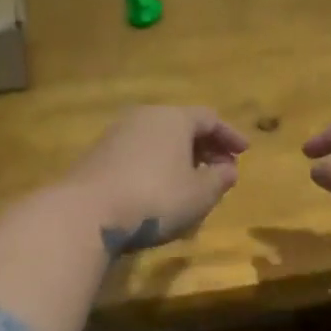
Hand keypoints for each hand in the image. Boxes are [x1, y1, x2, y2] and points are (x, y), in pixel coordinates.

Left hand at [60, 106, 249, 253]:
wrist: (86, 212)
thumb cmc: (155, 198)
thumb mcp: (199, 194)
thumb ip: (220, 179)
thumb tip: (228, 169)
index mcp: (173, 118)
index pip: (210, 118)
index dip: (230, 136)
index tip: (244, 153)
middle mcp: (144, 117)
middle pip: (182, 126)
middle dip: (205, 147)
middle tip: (220, 169)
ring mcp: (116, 134)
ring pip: (158, 140)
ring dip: (179, 158)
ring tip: (192, 183)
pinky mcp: (97, 156)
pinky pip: (138, 154)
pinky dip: (156, 166)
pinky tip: (160, 191)